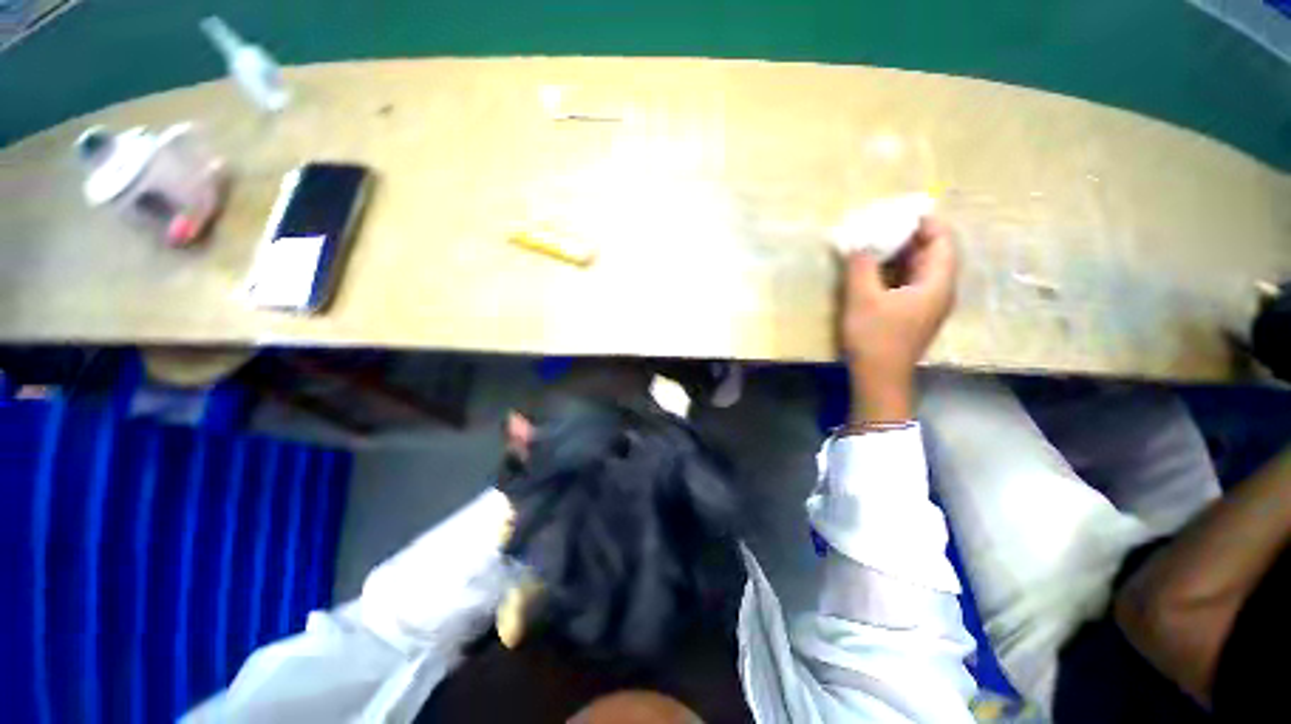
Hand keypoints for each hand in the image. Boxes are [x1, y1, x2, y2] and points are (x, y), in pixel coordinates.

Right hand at [840, 217, 957, 423]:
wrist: (879, 378)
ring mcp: (926, 303)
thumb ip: (861, 266)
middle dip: (909, 234)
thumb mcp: (862, 299)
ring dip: (900, 252)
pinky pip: (908, 281)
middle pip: (933, 251)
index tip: (899, 211)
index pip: (943, 240)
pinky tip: (873, 267)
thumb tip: (858, 242)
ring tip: (874, 240)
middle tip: (881, 224)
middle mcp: (939, 289)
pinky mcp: (912, 312)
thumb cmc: (875, 338)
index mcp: (937, 283)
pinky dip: (894, 268)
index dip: (926, 221)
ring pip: (920, 267)